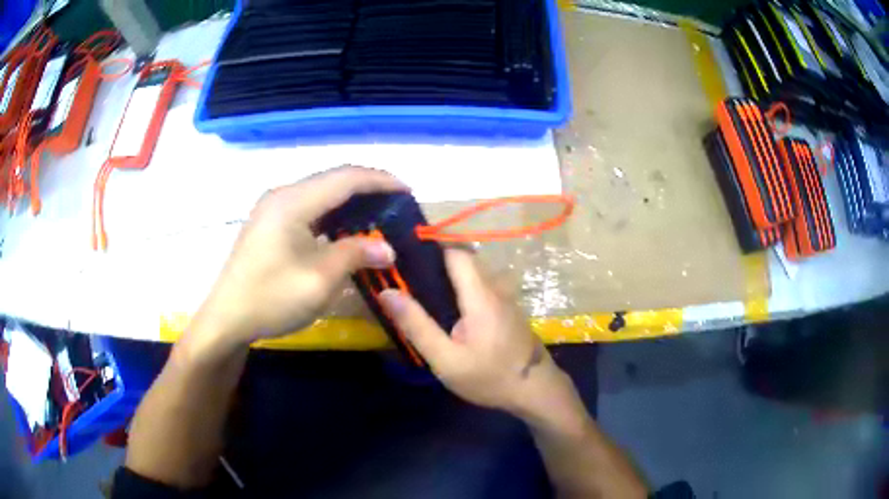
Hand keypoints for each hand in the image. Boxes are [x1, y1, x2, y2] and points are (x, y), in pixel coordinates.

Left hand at [193, 166, 404, 347]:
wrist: (227, 318)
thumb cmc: (271, 299)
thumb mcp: (319, 280)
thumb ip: (355, 254)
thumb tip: (388, 248)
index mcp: (293, 202)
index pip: (345, 178)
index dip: (380, 180)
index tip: (408, 191)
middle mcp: (282, 195)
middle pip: (333, 180)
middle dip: (368, 188)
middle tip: (397, 205)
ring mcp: (273, 208)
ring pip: (321, 193)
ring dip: (350, 200)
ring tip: (378, 215)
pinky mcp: (270, 222)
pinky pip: (309, 208)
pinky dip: (333, 214)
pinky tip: (346, 229)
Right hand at [378, 249, 582, 420]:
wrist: (535, 390)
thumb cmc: (489, 377)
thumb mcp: (446, 359)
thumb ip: (417, 325)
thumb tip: (387, 292)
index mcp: (480, 294)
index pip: (455, 252)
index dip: (430, 249)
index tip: (404, 256)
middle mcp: (496, 287)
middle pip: (464, 259)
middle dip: (436, 262)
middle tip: (407, 279)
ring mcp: (506, 296)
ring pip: (474, 272)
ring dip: (450, 275)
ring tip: (423, 293)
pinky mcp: (509, 307)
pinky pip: (482, 285)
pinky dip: (463, 287)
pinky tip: (450, 309)